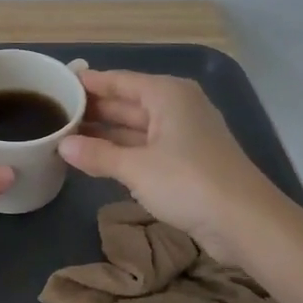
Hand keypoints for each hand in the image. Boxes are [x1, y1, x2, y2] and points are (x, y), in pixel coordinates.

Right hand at [59, 69, 275, 265]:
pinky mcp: (187, 161)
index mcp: (167, 94)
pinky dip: (122, 150)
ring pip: (135, 126)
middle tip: (55, 113)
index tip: (58, 83)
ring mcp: (184, 134)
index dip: (88, 82)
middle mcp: (176, 106)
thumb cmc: (188, 182)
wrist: (246, 222)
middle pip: (127, 101)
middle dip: (94, 109)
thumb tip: (62, 145)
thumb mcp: (136, 168)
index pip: (119, 80)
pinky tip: (96, 158)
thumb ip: (97, 154)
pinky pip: (145, 147)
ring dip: (105, 133)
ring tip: (66, 135)